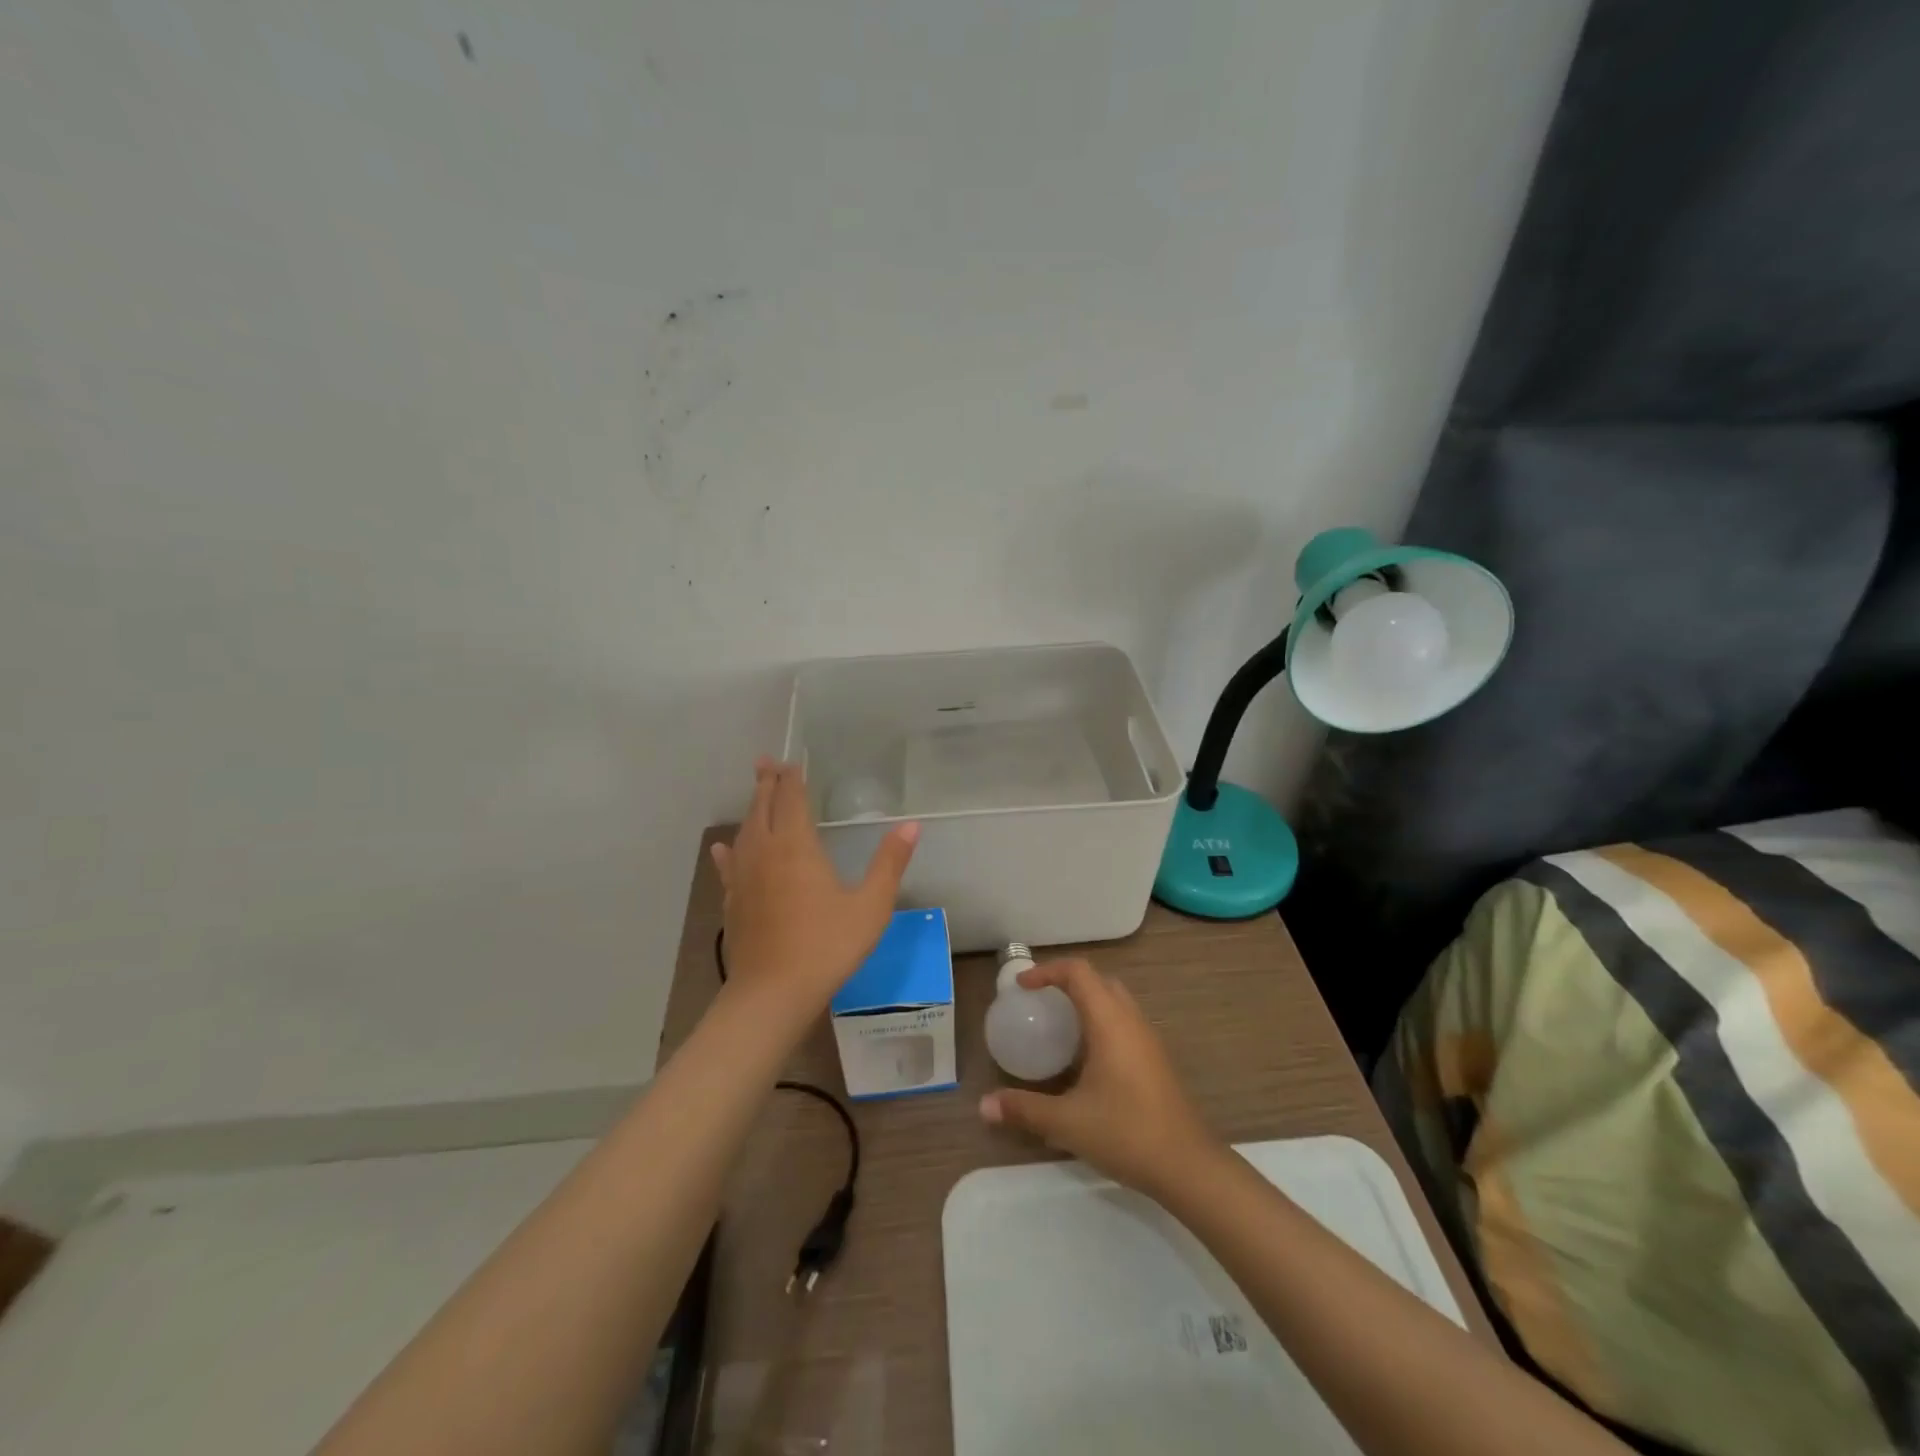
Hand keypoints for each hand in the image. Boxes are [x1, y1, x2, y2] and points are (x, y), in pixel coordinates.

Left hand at [711, 758, 918, 1017]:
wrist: (773, 993)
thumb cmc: (827, 946)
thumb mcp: (870, 905)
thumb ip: (890, 863)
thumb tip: (911, 826)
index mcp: (797, 846)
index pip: (791, 800)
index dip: (792, 779)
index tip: (792, 761)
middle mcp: (765, 852)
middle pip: (762, 808)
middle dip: (766, 783)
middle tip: (766, 762)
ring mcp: (744, 877)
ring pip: (744, 831)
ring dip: (751, 809)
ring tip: (755, 795)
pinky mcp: (733, 902)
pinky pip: (729, 865)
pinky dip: (728, 850)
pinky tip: (722, 848)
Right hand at [979, 959, 1218, 1200]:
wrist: (1188, 1166)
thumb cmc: (1126, 1133)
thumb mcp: (1067, 1122)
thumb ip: (1024, 1109)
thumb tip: (983, 1105)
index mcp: (1109, 1022)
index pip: (1079, 972)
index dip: (1047, 971)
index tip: (1023, 987)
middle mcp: (1131, 1020)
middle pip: (1098, 981)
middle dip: (1066, 982)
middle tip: (1039, 1001)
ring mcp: (1148, 1039)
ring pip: (1115, 1000)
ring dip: (1086, 1001)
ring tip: (1058, 1026)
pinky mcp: (1156, 1059)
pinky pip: (1124, 1022)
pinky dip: (1100, 1022)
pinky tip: (1085, 1058)